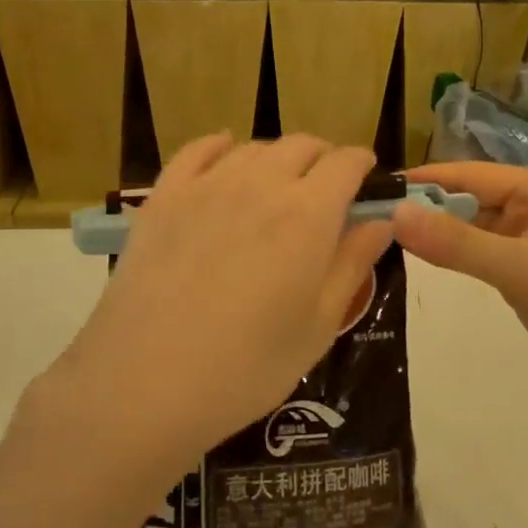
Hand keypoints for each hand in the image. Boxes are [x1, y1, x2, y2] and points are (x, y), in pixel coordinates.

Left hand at [48, 134, 393, 474]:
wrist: (146, 381)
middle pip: (301, 145)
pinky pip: (197, 150)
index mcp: (308, 214)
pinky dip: (219, 146)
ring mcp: (207, 184)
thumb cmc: (247, 366)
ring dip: (276, 158)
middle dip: (322, 159)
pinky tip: (224, 155)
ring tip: (277, 185)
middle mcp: (261, 183)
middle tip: (324, 190)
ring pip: (253, 147)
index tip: (366, 179)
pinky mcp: (164, 195)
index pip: (345, 163)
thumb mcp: (318, 325)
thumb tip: (382, 222)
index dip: (361, 165)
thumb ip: (353, 264)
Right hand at [392, 163, 527, 424]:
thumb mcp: (526, 272)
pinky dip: (455, 257)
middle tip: (370, 216)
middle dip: (427, 207)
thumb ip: (458, 243)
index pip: (474, 175)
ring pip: (475, 228)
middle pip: (472, 199)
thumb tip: (395, 213)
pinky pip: (483, 256)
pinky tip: (422, 259)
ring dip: (438, 233)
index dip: (425, 179)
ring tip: (384, 235)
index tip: (376, 186)